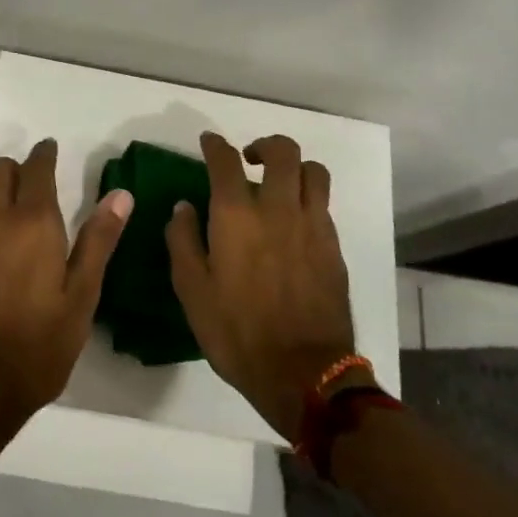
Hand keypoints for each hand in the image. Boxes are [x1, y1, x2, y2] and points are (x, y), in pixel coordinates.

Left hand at [0, 139, 130, 443]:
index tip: (51, 150)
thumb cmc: (37, 346)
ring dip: (2, 197)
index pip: (36, 169)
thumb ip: (98, 241)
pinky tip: (2, 262)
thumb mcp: (81, 298)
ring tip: (24, 223)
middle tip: (38, 182)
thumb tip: (120, 194)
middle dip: (17, 168)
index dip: (44, 155)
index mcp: (32, 223)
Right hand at [166, 132, 358, 439]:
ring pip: (313, 171)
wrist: (303, 374)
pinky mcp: (334, 247)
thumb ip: (183, 241)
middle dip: (263, 145)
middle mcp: (278, 209)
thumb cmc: (237, 332)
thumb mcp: (192, 291)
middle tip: (248, 158)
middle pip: (282, 151)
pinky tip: (294, 221)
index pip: (225, 160)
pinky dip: (308, 198)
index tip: (208, 142)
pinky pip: (324, 204)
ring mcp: (312, 226)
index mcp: (237, 216)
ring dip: (294, 167)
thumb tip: (184, 207)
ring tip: (279, 183)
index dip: (215, 144)